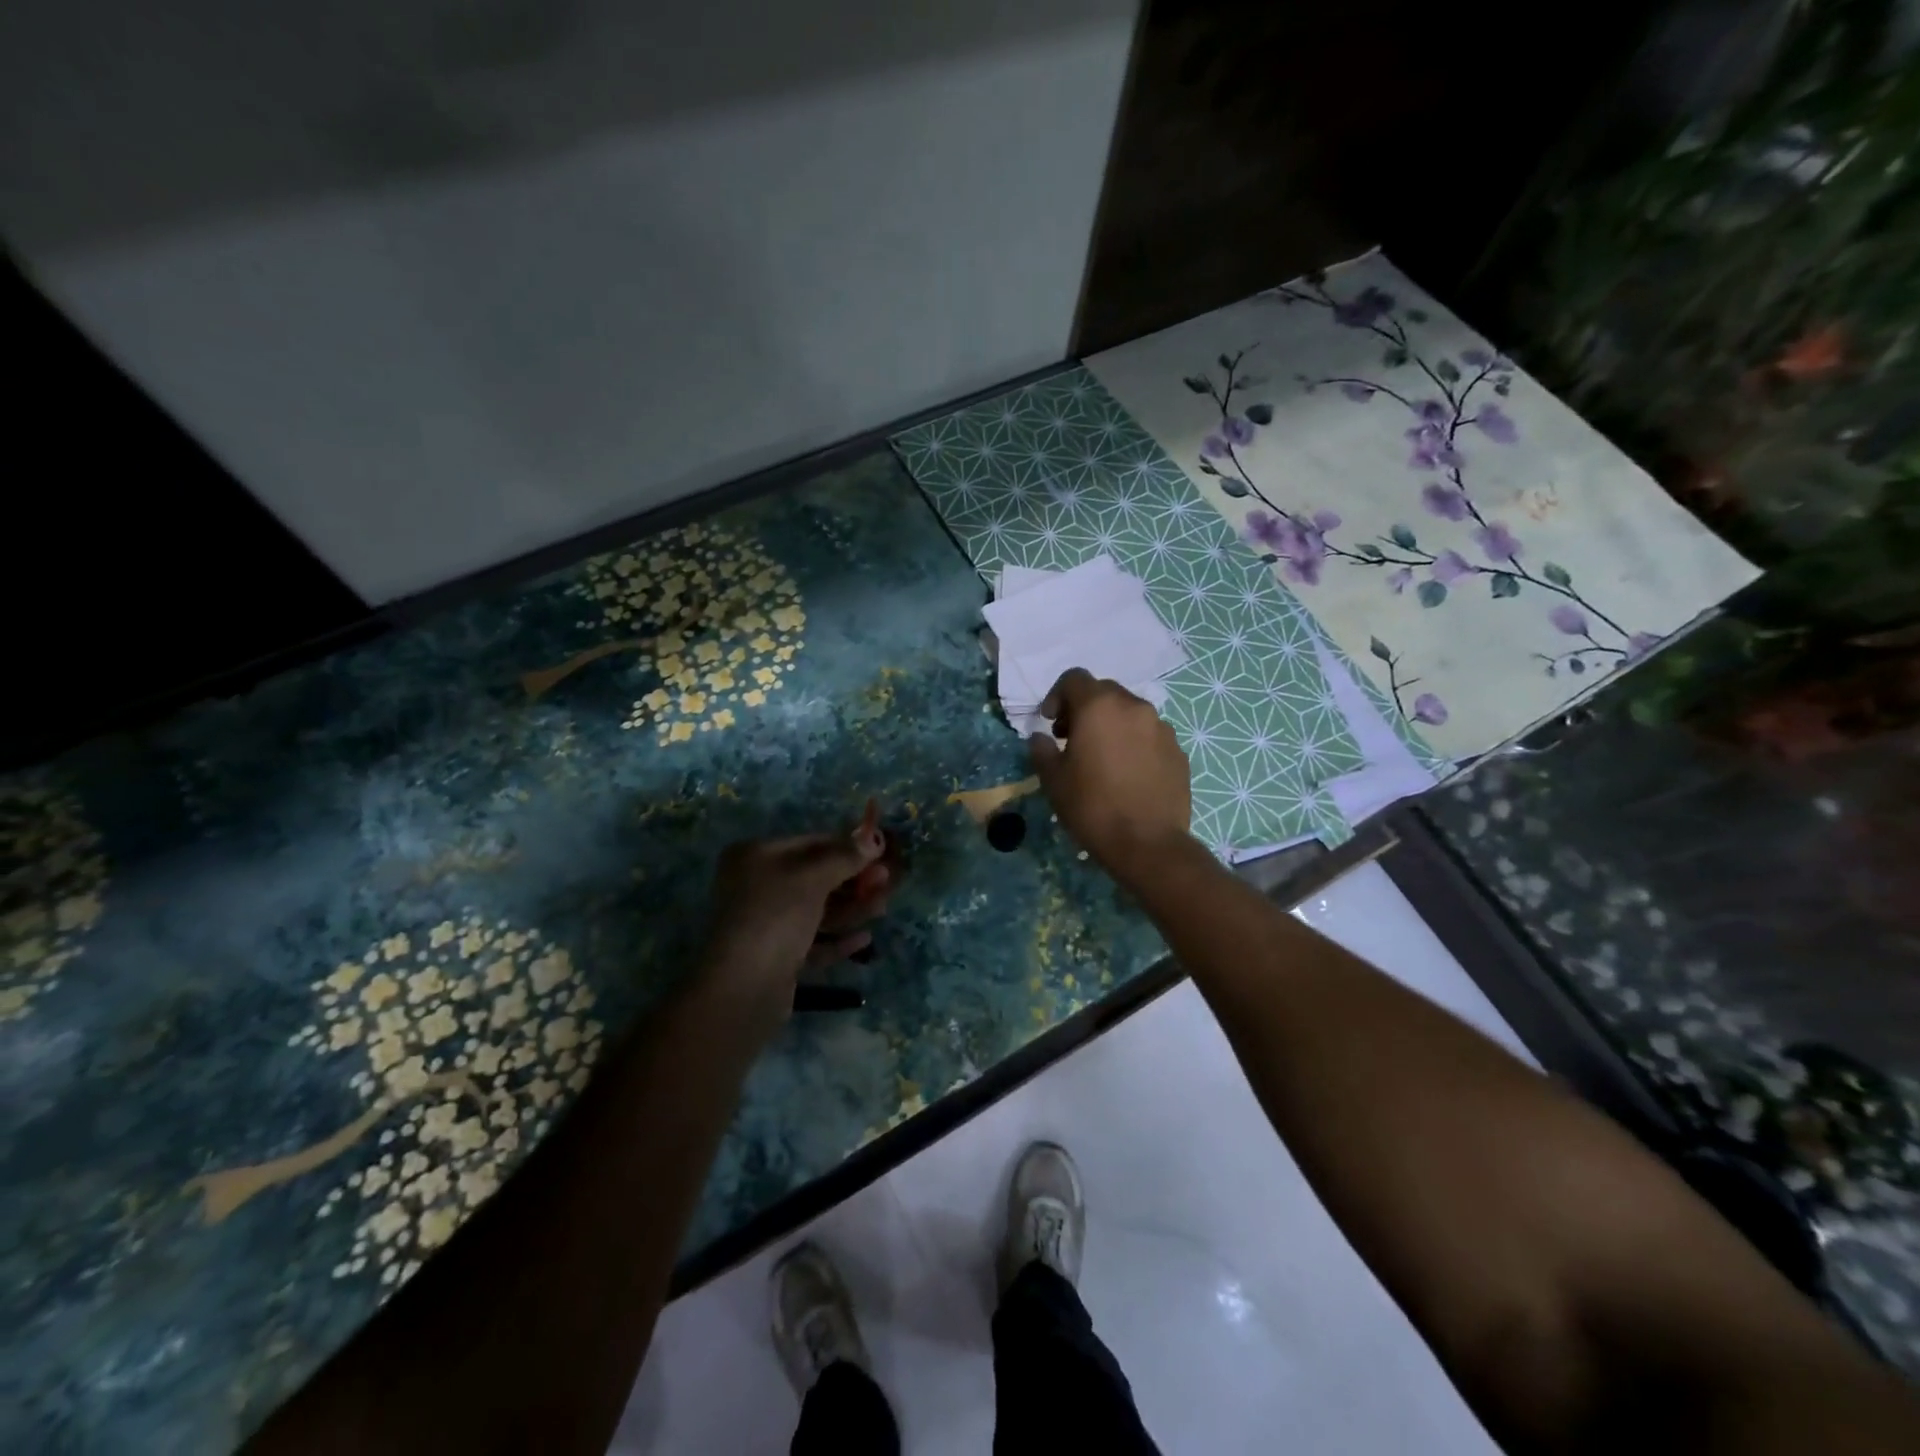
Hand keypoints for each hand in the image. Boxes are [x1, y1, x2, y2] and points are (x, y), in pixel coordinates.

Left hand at [698, 800, 889, 1031]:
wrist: (742, 989)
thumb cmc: (775, 917)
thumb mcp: (812, 878)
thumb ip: (844, 857)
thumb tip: (872, 838)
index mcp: (756, 856)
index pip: (811, 843)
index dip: (848, 847)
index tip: (881, 853)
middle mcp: (757, 886)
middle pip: (816, 878)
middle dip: (854, 880)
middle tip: (887, 882)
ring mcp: (766, 924)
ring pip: (817, 910)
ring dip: (851, 908)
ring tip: (882, 908)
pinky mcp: (777, 957)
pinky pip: (813, 940)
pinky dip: (838, 938)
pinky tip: (864, 939)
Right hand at [1028, 669, 1192, 883]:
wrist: (1148, 844)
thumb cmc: (1092, 807)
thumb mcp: (1053, 780)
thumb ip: (1042, 750)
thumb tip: (1041, 738)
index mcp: (1099, 706)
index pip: (1074, 678)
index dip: (1056, 696)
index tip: (1051, 723)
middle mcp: (1134, 707)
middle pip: (1104, 692)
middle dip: (1084, 709)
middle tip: (1072, 739)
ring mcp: (1162, 728)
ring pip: (1130, 713)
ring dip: (1112, 726)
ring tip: (1102, 759)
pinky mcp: (1179, 751)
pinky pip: (1150, 736)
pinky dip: (1135, 744)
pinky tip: (1128, 775)